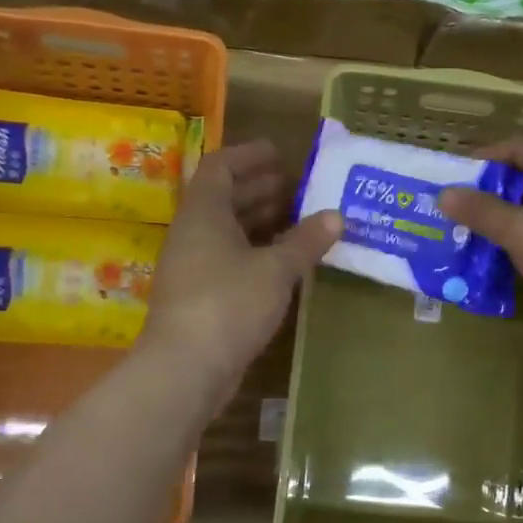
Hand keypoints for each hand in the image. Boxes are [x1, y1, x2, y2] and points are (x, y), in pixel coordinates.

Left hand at [140, 140, 339, 393]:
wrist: (185, 369)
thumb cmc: (229, 303)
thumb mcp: (276, 269)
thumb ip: (306, 241)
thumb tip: (336, 216)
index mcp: (204, 213)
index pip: (220, 166)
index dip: (249, 155)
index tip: (280, 153)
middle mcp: (193, 234)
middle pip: (224, 199)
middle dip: (261, 189)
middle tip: (299, 187)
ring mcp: (193, 267)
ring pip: (228, 232)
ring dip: (261, 222)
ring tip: (300, 220)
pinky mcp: (200, 297)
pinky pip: (230, 260)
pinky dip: (257, 253)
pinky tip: (285, 262)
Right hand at [438, 139, 522, 337]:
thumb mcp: (521, 231)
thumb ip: (482, 210)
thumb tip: (444, 195)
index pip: (520, 148)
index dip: (483, 160)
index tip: (450, 177)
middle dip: (494, 193)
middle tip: (457, 207)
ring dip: (510, 217)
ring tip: (473, 231)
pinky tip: (505, 252)